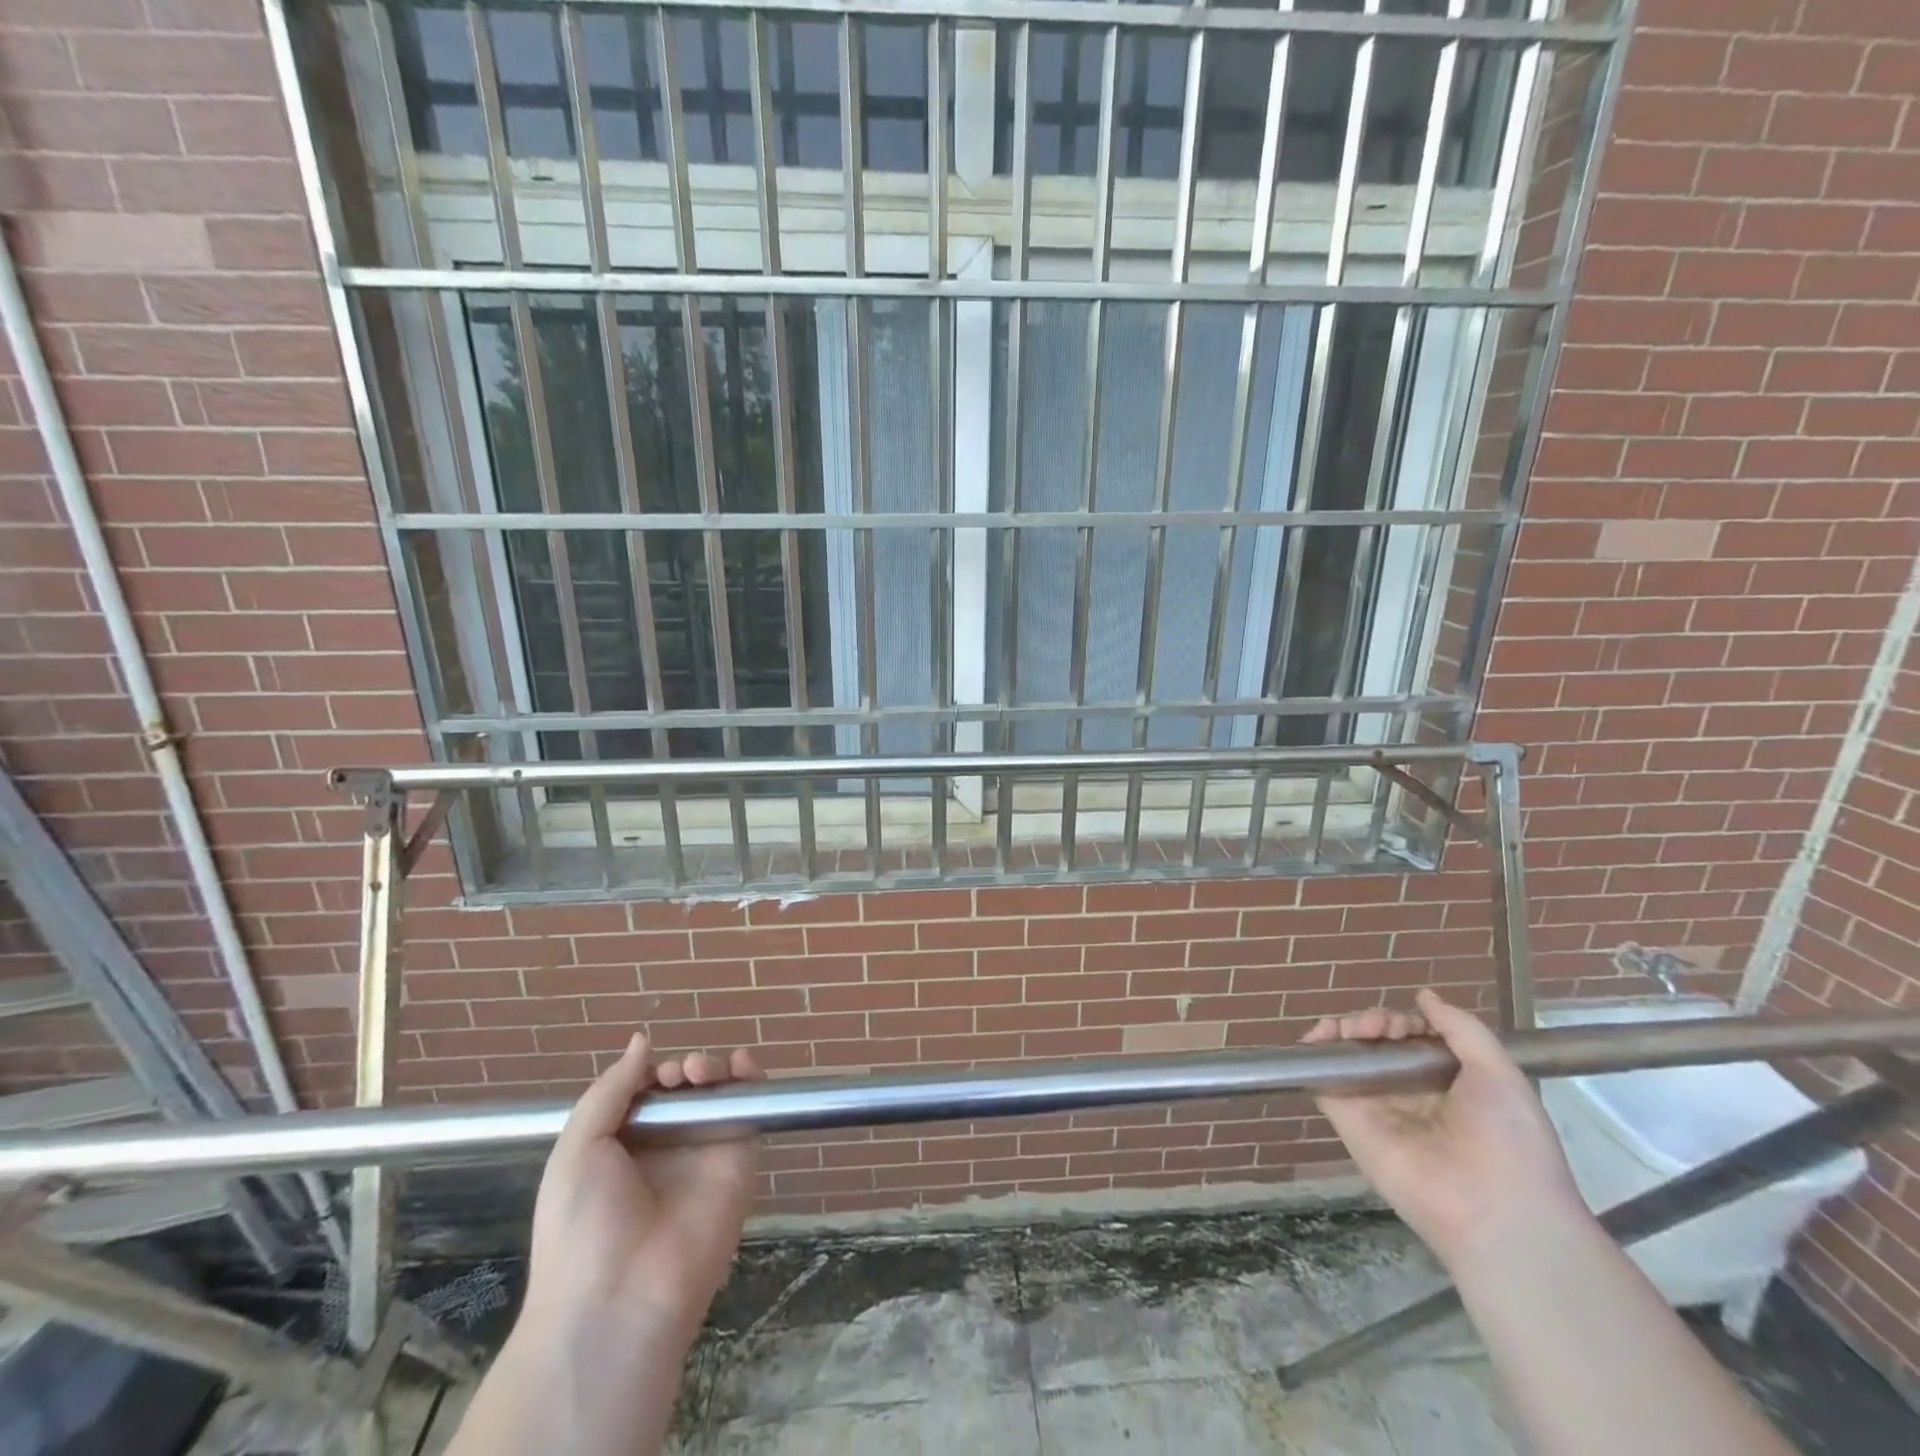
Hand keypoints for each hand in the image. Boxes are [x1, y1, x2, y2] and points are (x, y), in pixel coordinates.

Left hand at [522, 1033, 762, 1344]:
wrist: (619, 1298)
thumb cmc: (583, 1223)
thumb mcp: (577, 1148)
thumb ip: (610, 1089)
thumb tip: (642, 1040)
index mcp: (624, 1146)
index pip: (647, 1092)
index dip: (652, 1073)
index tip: (653, 1075)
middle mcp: (667, 1147)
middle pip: (686, 1089)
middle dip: (685, 1068)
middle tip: (680, 1075)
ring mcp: (704, 1154)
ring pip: (720, 1094)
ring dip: (715, 1069)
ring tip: (701, 1073)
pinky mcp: (738, 1161)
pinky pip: (749, 1113)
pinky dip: (750, 1081)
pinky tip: (741, 1066)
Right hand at [1303, 989, 1585, 1268]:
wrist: (1494, 1209)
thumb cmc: (1508, 1139)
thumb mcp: (1499, 1072)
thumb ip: (1461, 1028)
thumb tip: (1424, 996)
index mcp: (1448, 1082)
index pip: (1414, 1038)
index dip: (1405, 1021)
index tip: (1405, 1023)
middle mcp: (1409, 1091)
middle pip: (1378, 1042)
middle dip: (1372, 1022)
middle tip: (1376, 1027)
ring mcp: (1375, 1104)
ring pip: (1350, 1055)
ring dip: (1343, 1031)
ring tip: (1350, 1029)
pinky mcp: (1347, 1118)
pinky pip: (1324, 1080)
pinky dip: (1315, 1054)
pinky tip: (1318, 1037)